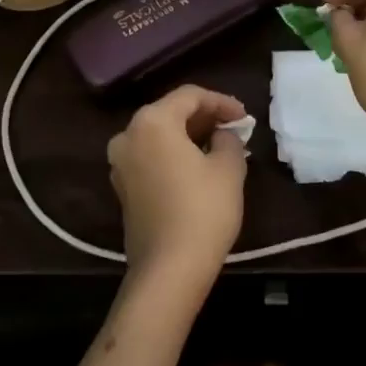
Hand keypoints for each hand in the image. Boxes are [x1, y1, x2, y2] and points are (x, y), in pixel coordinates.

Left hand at [107, 85, 248, 283]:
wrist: (168, 269)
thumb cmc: (203, 210)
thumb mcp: (229, 168)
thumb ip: (228, 139)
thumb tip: (222, 134)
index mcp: (152, 121)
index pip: (190, 96)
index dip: (221, 102)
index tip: (244, 117)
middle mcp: (128, 134)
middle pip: (170, 112)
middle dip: (204, 117)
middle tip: (234, 128)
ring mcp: (120, 163)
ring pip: (159, 135)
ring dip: (189, 136)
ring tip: (220, 145)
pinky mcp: (123, 187)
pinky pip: (151, 156)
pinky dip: (173, 154)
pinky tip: (198, 165)